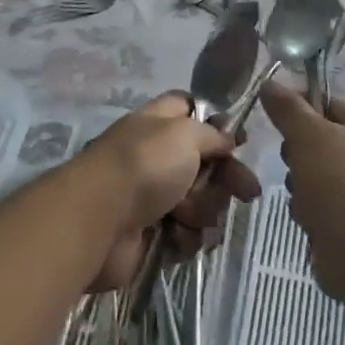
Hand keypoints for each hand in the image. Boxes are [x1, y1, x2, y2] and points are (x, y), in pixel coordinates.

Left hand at [77, 92, 260, 290]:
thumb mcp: (185, 133)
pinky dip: (185, 236)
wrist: (99, 219)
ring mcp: (151, 195)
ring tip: (188, 215)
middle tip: (246, 191)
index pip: (189, 108)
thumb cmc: (144, 165)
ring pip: (200, 201)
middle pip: (205, 163)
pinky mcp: (150, 232)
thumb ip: (212, 134)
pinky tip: (177, 236)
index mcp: (159, 123)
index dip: (215, 121)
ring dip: (204, 210)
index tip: (238, 141)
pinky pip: (185, 233)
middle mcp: (155, 156)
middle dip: (226, 178)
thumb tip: (226, 138)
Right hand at [259, 83, 344, 300]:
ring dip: (301, 189)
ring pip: (313, 176)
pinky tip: (313, 223)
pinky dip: (311, 214)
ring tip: (307, 202)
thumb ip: (287, 108)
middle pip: (316, 141)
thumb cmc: (343, 183)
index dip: (297, 112)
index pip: (326, 103)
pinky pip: (320, 206)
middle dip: (297, 157)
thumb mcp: (309, 135)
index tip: (277, 125)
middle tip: (296, 166)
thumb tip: (269, 82)